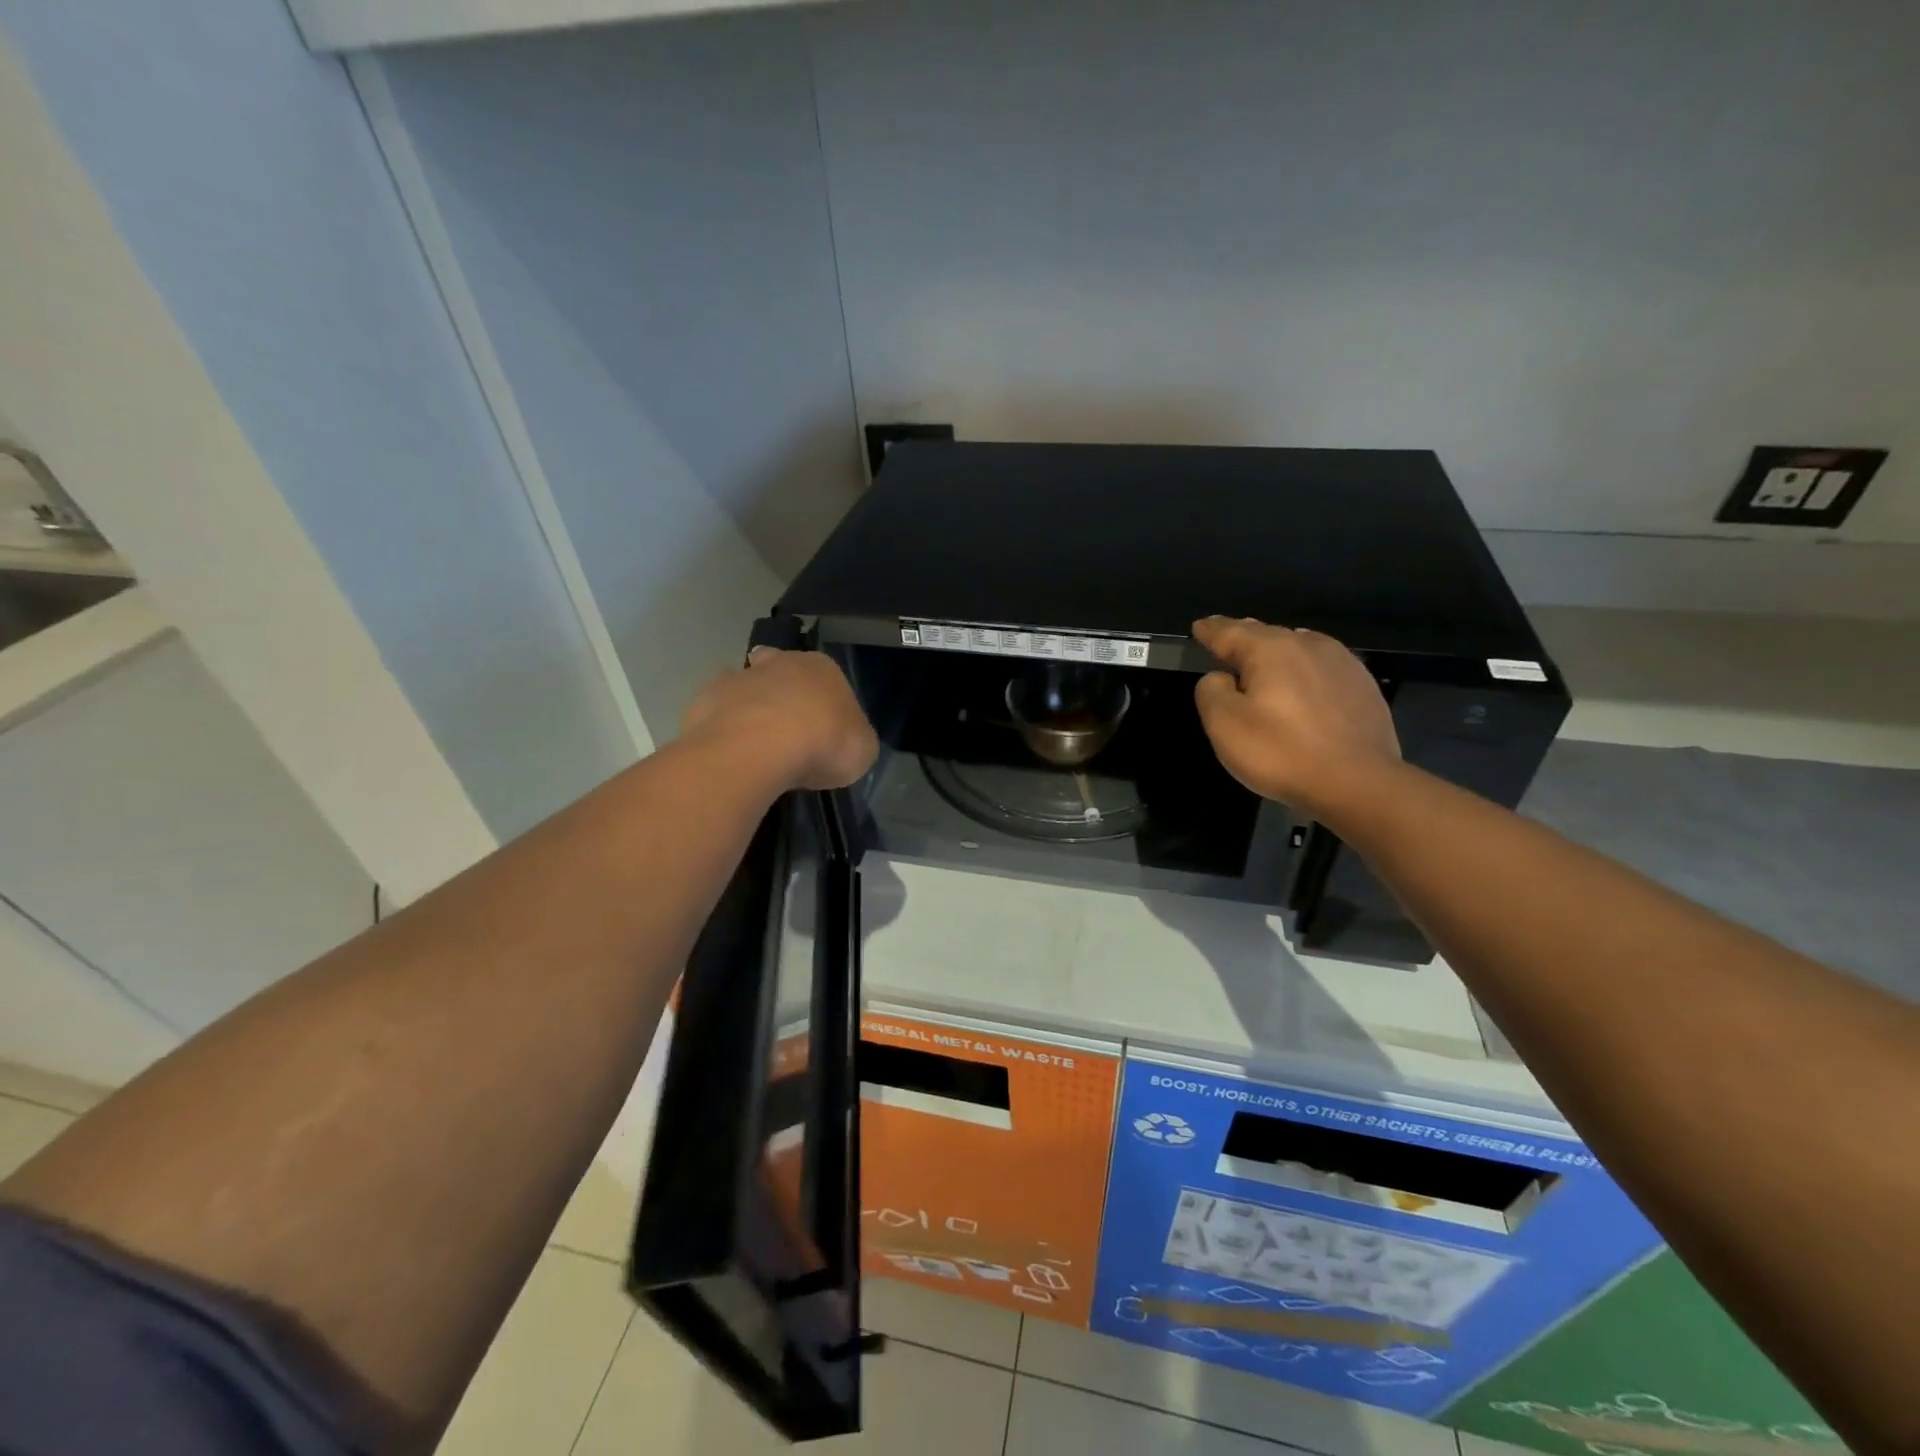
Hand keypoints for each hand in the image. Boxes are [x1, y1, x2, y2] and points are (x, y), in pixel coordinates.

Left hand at [680, 647, 878, 791]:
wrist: (759, 748)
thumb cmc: (824, 743)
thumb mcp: (861, 749)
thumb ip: (851, 738)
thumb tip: (841, 741)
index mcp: (823, 668)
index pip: (825, 675)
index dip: (822, 700)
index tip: (822, 728)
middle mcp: (779, 662)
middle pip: (779, 670)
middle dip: (780, 693)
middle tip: (785, 731)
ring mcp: (737, 678)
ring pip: (745, 689)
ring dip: (749, 712)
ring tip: (754, 750)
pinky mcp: (703, 701)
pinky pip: (716, 715)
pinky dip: (721, 731)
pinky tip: (730, 756)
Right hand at [1192, 616, 1400, 818]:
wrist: (1358, 783)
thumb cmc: (1281, 752)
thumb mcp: (1224, 725)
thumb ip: (1211, 691)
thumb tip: (1221, 678)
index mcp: (1270, 649)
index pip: (1230, 631)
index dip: (1211, 630)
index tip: (1199, 627)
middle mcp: (1307, 644)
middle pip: (1266, 635)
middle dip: (1244, 638)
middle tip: (1226, 642)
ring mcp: (1341, 662)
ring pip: (1297, 648)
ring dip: (1277, 655)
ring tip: (1263, 665)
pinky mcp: (1363, 686)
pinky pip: (1321, 669)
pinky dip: (1304, 673)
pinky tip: (1302, 689)